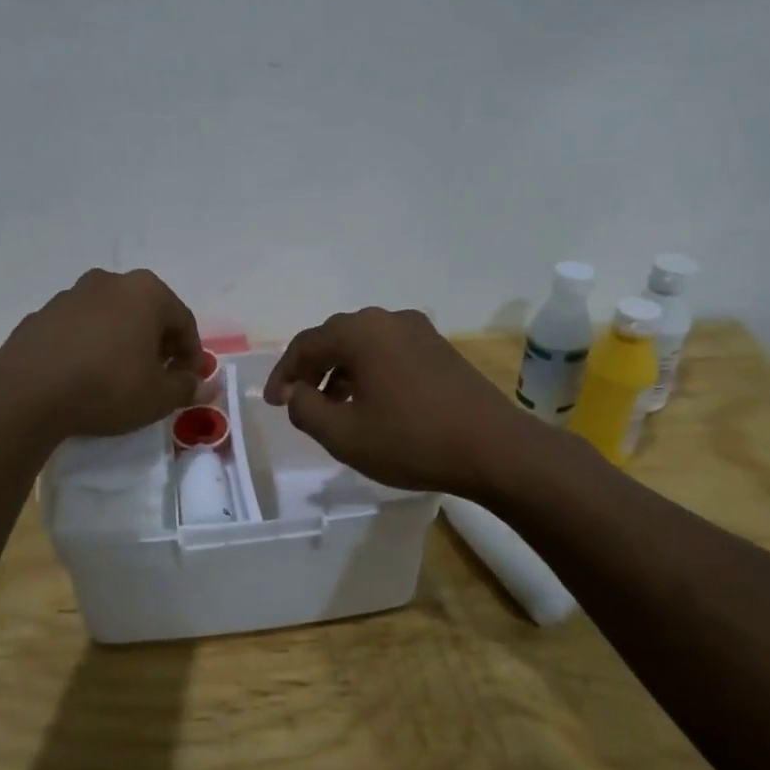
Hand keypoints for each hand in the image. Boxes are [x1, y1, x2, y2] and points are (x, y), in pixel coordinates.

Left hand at [0, 269, 203, 439]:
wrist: (27, 391)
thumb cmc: (107, 387)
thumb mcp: (158, 397)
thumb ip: (186, 388)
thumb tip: (201, 386)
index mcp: (147, 291)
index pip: (184, 322)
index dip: (192, 355)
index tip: (187, 382)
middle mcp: (110, 281)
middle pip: (147, 313)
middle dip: (158, 344)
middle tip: (158, 378)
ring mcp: (72, 294)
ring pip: (112, 318)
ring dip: (123, 342)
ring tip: (119, 378)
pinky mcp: (42, 314)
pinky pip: (80, 329)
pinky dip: (90, 346)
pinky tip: (85, 375)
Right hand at [263, 307, 539, 495]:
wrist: (495, 449)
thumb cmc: (411, 441)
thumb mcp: (344, 434)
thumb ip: (306, 409)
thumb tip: (294, 393)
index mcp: (360, 332)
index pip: (306, 344)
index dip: (284, 373)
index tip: (274, 403)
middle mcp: (388, 320)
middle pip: (335, 338)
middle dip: (312, 370)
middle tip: (299, 401)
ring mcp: (419, 332)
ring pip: (364, 345)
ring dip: (341, 372)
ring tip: (334, 407)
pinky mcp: (440, 349)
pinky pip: (390, 352)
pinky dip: (369, 372)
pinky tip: (372, 403)